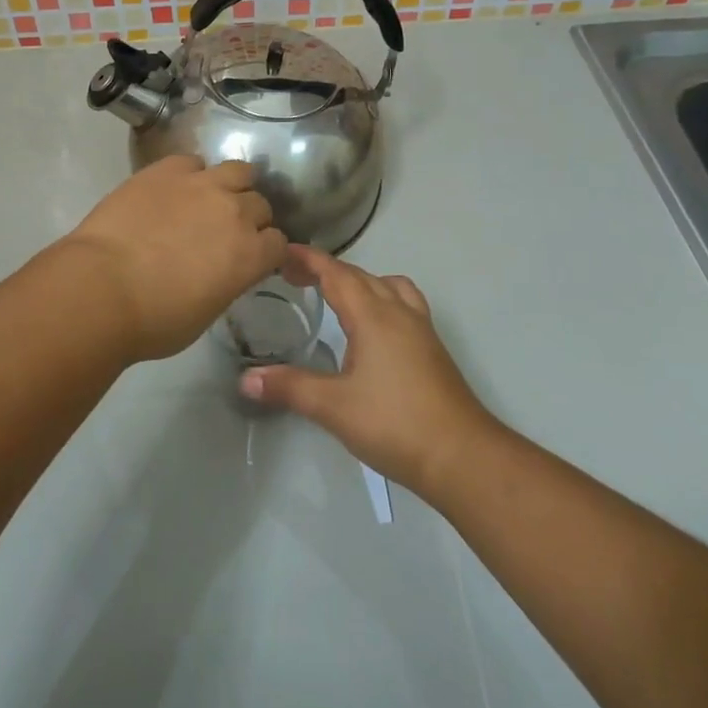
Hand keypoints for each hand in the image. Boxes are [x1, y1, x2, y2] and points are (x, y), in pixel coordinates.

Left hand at [62, 156, 287, 362]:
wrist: (101, 288)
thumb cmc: (153, 320)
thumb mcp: (206, 312)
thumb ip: (227, 282)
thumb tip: (222, 270)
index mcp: (251, 255)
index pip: (279, 243)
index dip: (265, 251)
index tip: (250, 258)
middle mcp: (235, 212)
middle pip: (259, 204)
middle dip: (249, 218)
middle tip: (225, 231)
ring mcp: (201, 184)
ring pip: (238, 170)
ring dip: (230, 185)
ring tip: (210, 198)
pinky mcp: (167, 169)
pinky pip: (192, 162)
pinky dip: (190, 174)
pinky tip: (173, 189)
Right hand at [239, 246, 499, 496]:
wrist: (462, 456)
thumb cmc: (394, 424)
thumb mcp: (333, 407)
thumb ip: (289, 387)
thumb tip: (245, 379)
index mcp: (373, 316)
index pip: (336, 273)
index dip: (308, 259)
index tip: (282, 251)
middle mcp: (398, 312)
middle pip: (360, 275)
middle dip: (326, 269)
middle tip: (294, 276)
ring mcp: (420, 329)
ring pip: (388, 285)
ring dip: (359, 281)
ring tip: (336, 296)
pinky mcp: (432, 348)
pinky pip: (403, 303)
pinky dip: (381, 298)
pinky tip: (372, 329)